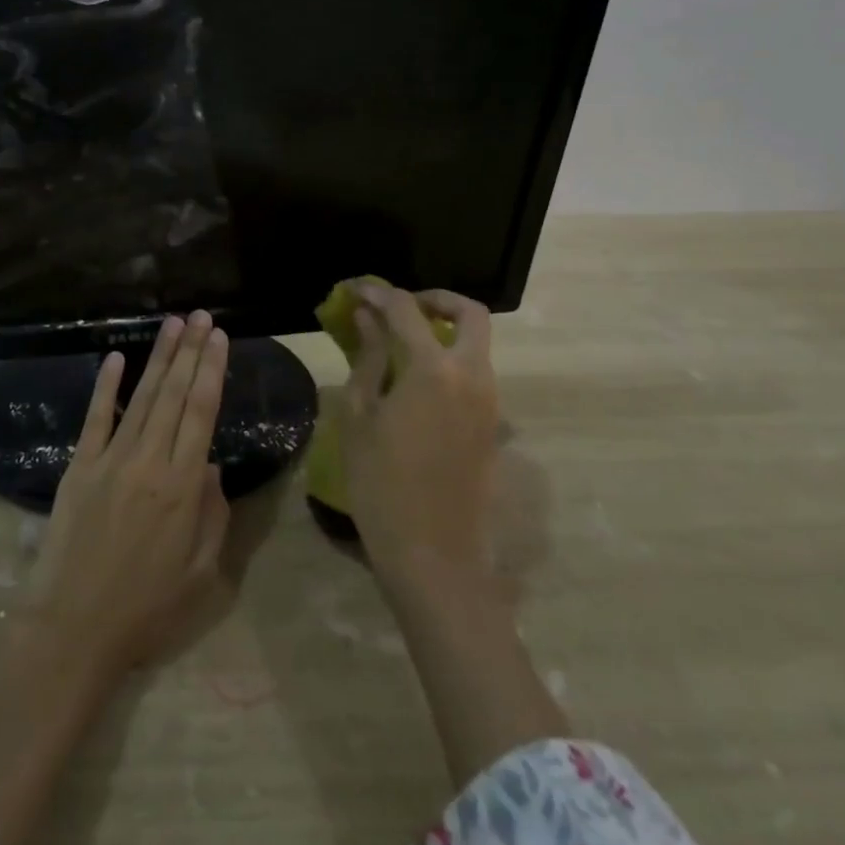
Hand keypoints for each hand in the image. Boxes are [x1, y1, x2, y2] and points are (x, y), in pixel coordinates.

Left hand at [27, 310, 231, 685]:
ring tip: (173, 324)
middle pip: (174, 395)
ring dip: (159, 358)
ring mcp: (111, 460)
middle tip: (202, 316)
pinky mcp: (79, 466)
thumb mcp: (201, 574)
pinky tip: (115, 358)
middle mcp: (150, 462)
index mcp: (183, 487)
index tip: (220, 338)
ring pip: (141, 398)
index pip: (202, 413)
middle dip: (191, 351)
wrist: (72, 628)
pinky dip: (106, 387)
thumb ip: (213, 515)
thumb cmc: (146, 608)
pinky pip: (95, 419)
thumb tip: (211, 466)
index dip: (212, 371)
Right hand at [338, 282, 543, 600]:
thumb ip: (368, 359)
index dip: (377, 293)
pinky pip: (475, 373)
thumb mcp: (360, 417)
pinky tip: (415, 380)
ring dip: (444, 330)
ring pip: (477, 344)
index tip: (353, 289)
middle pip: (469, 314)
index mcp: (434, 370)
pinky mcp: (491, 426)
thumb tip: (365, 319)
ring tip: (399, 342)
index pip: (406, 310)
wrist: (434, 555)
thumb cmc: (382, 484)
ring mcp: (489, 402)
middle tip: (399, 307)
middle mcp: (472, 376)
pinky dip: (450, 359)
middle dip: (435, 300)